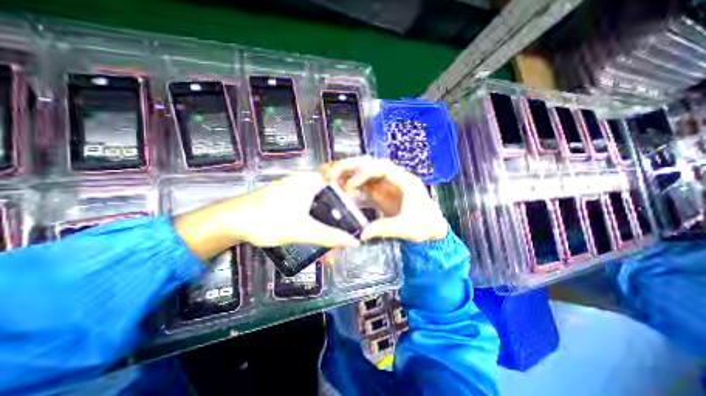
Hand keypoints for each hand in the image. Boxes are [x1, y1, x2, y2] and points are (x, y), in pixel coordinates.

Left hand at [172, 172, 359, 259]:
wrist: (230, 222)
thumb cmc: (267, 220)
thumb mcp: (302, 230)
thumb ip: (330, 236)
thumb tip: (354, 242)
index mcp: (311, 181)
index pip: (341, 189)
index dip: (350, 206)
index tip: (354, 223)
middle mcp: (306, 183)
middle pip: (331, 204)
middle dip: (335, 227)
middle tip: (338, 247)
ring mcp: (296, 192)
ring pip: (319, 212)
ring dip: (324, 232)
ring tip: (327, 254)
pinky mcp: (288, 201)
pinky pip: (309, 213)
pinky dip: (314, 228)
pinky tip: (314, 244)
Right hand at [322, 156, 444, 242]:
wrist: (431, 228)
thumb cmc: (425, 224)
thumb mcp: (405, 227)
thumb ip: (384, 228)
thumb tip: (362, 233)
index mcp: (405, 181)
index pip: (383, 168)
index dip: (365, 171)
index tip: (351, 183)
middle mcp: (394, 179)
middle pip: (371, 165)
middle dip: (352, 167)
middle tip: (335, 172)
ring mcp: (387, 186)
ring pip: (365, 174)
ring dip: (350, 175)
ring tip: (334, 179)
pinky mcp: (381, 194)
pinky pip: (364, 186)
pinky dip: (353, 187)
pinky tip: (343, 191)